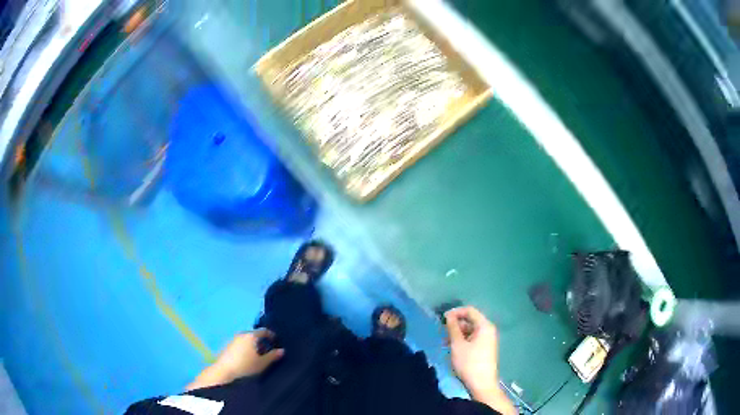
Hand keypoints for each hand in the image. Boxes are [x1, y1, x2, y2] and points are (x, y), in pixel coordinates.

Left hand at [214, 329, 284, 378]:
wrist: (224, 370)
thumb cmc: (246, 366)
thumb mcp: (262, 363)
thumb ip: (272, 356)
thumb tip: (281, 350)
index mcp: (251, 336)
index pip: (264, 331)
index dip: (271, 335)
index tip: (276, 341)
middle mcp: (242, 334)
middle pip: (254, 335)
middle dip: (262, 341)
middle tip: (268, 350)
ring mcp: (233, 339)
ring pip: (246, 339)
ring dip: (253, 345)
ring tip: (258, 355)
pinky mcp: (228, 346)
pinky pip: (240, 344)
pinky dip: (246, 348)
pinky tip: (247, 358)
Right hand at [445, 306, 499, 395]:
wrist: (481, 383)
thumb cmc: (469, 362)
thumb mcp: (457, 344)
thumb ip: (453, 328)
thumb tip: (449, 315)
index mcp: (484, 326)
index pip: (470, 311)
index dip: (455, 312)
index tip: (442, 319)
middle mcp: (488, 330)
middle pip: (471, 320)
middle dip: (456, 324)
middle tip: (442, 332)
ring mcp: (487, 340)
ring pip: (470, 330)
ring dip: (457, 334)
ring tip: (445, 342)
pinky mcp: (485, 348)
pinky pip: (473, 338)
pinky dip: (462, 340)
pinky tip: (452, 348)